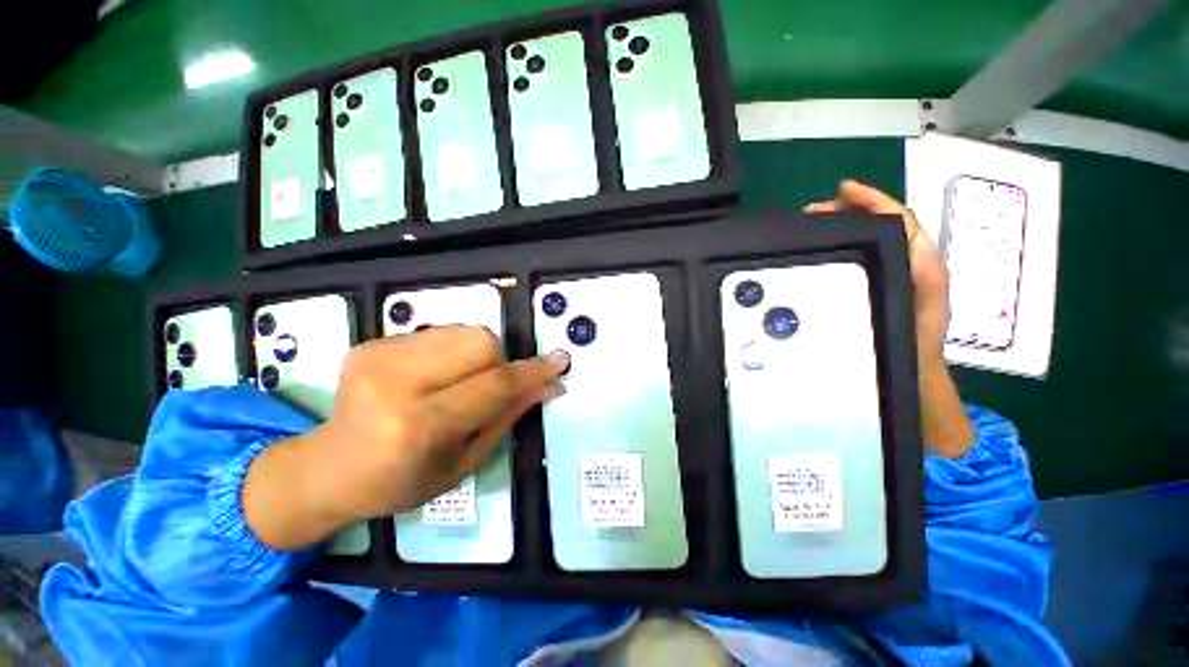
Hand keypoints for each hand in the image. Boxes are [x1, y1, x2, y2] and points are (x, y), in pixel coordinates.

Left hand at [243, 327, 567, 549]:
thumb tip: (549, 386)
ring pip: (464, 332)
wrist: (328, 469)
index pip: (493, 385)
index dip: (533, 372)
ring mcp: (378, 356)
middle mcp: (395, 383)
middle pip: (481, 342)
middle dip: (499, 362)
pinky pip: (440, 333)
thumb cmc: (401, 482)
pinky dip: (452, 352)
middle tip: (487, 388)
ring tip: (457, 383)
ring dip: (477, 355)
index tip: (560, 361)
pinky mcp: (371, 343)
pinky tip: (432, 377)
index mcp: (418, 426)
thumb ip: (508, 416)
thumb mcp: (464, 461)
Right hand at [804, 180, 948, 372]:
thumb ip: (919, 261)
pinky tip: (825, 248)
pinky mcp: (873, 285)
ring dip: (842, 225)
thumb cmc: (916, 337)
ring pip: (867, 237)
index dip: (872, 199)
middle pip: (879, 222)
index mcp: (918, 257)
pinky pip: (859, 256)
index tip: (842, 189)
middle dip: (848, 209)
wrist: (910, 368)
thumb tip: (896, 224)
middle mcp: (905, 259)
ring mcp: (889, 272)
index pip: (897, 217)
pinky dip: (842, 245)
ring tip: (815, 224)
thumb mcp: (923, 298)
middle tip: (814, 211)